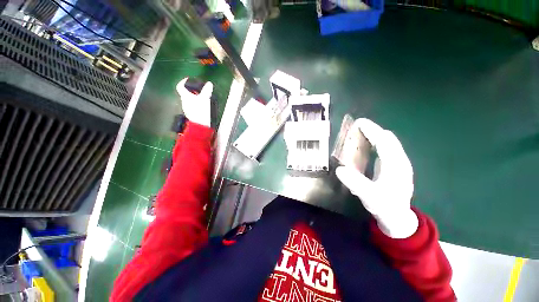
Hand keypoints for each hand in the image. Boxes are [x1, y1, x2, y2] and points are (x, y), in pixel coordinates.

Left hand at [176, 78, 212, 126]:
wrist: (200, 126)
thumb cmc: (200, 111)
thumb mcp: (205, 98)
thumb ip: (206, 90)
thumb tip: (209, 83)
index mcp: (185, 96)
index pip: (180, 86)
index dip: (183, 81)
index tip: (188, 79)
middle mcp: (184, 101)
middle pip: (185, 92)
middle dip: (192, 89)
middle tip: (200, 88)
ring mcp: (186, 108)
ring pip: (189, 98)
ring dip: (195, 95)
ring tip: (203, 95)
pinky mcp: (190, 113)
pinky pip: (192, 104)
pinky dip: (196, 101)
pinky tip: (203, 103)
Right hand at [336, 118, 417, 238]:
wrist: (399, 219)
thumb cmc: (385, 208)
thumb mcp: (369, 197)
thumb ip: (355, 182)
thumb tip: (340, 169)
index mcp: (394, 164)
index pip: (383, 140)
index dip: (371, 129)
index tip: (358, 122)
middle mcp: (401, 160)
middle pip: (389, 138)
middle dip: (374, 132)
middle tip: (357, 133)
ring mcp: (403, 164)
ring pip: (392, 144)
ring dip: (379, 138)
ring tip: (364, 140)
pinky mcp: (402, 169)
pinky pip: (393, 151)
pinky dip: (383, 146)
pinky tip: (374, 154)